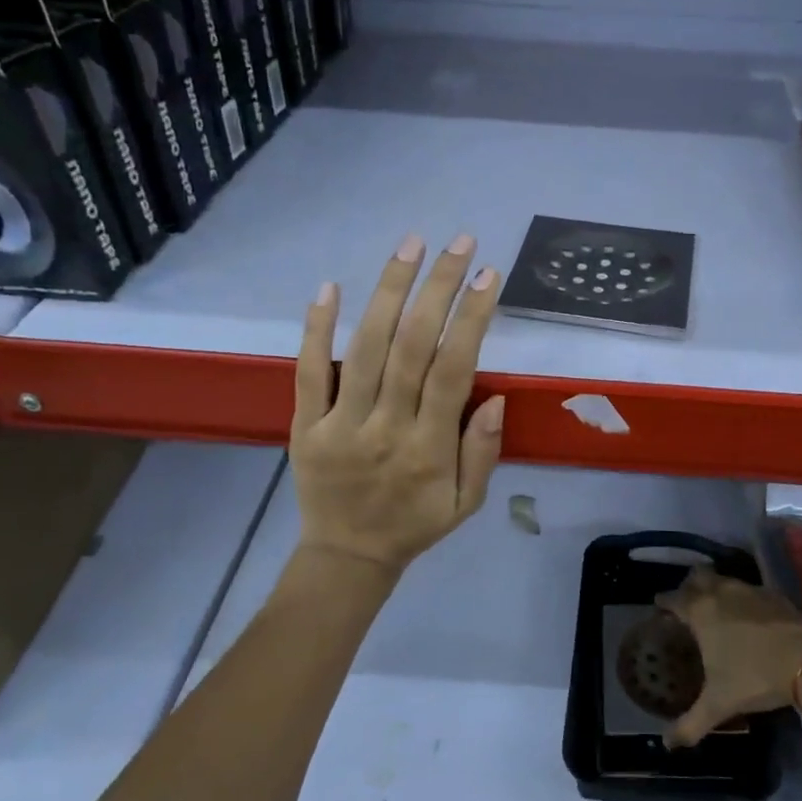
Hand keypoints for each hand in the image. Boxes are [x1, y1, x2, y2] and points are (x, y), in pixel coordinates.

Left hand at [292, 232, 505, 576]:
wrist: (346, 556)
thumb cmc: (415, 524)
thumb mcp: (466, 502)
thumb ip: (482, 451)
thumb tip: (496, 396)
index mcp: (430, 448)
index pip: (454, 370)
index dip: (472, 318)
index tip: (488, 276)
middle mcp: (387, 427)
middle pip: (413, 347)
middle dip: (438, 288)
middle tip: (458, 244)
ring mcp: (341, 423)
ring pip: (367, 348)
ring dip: (390, 292)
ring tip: (410, 246)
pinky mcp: (306, 424)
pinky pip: (309, 371)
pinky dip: (317, 328)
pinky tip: (330, 287)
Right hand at [655, 567, 801, 747]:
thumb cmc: (754, 677)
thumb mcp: (718, 705)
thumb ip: (690, 725)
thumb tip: (667, 744)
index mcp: (701, 612)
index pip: (673, 598)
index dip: (663, 601)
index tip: (659, 607)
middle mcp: (721, 593)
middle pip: (698, 576)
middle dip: (690, 585)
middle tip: (688, 604)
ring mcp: (750, 590)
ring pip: (725, 580)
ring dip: (717, 589)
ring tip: (718, 610)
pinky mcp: (774, 595)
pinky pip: (750, 590)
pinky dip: (744, 598)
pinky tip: (750, 617)